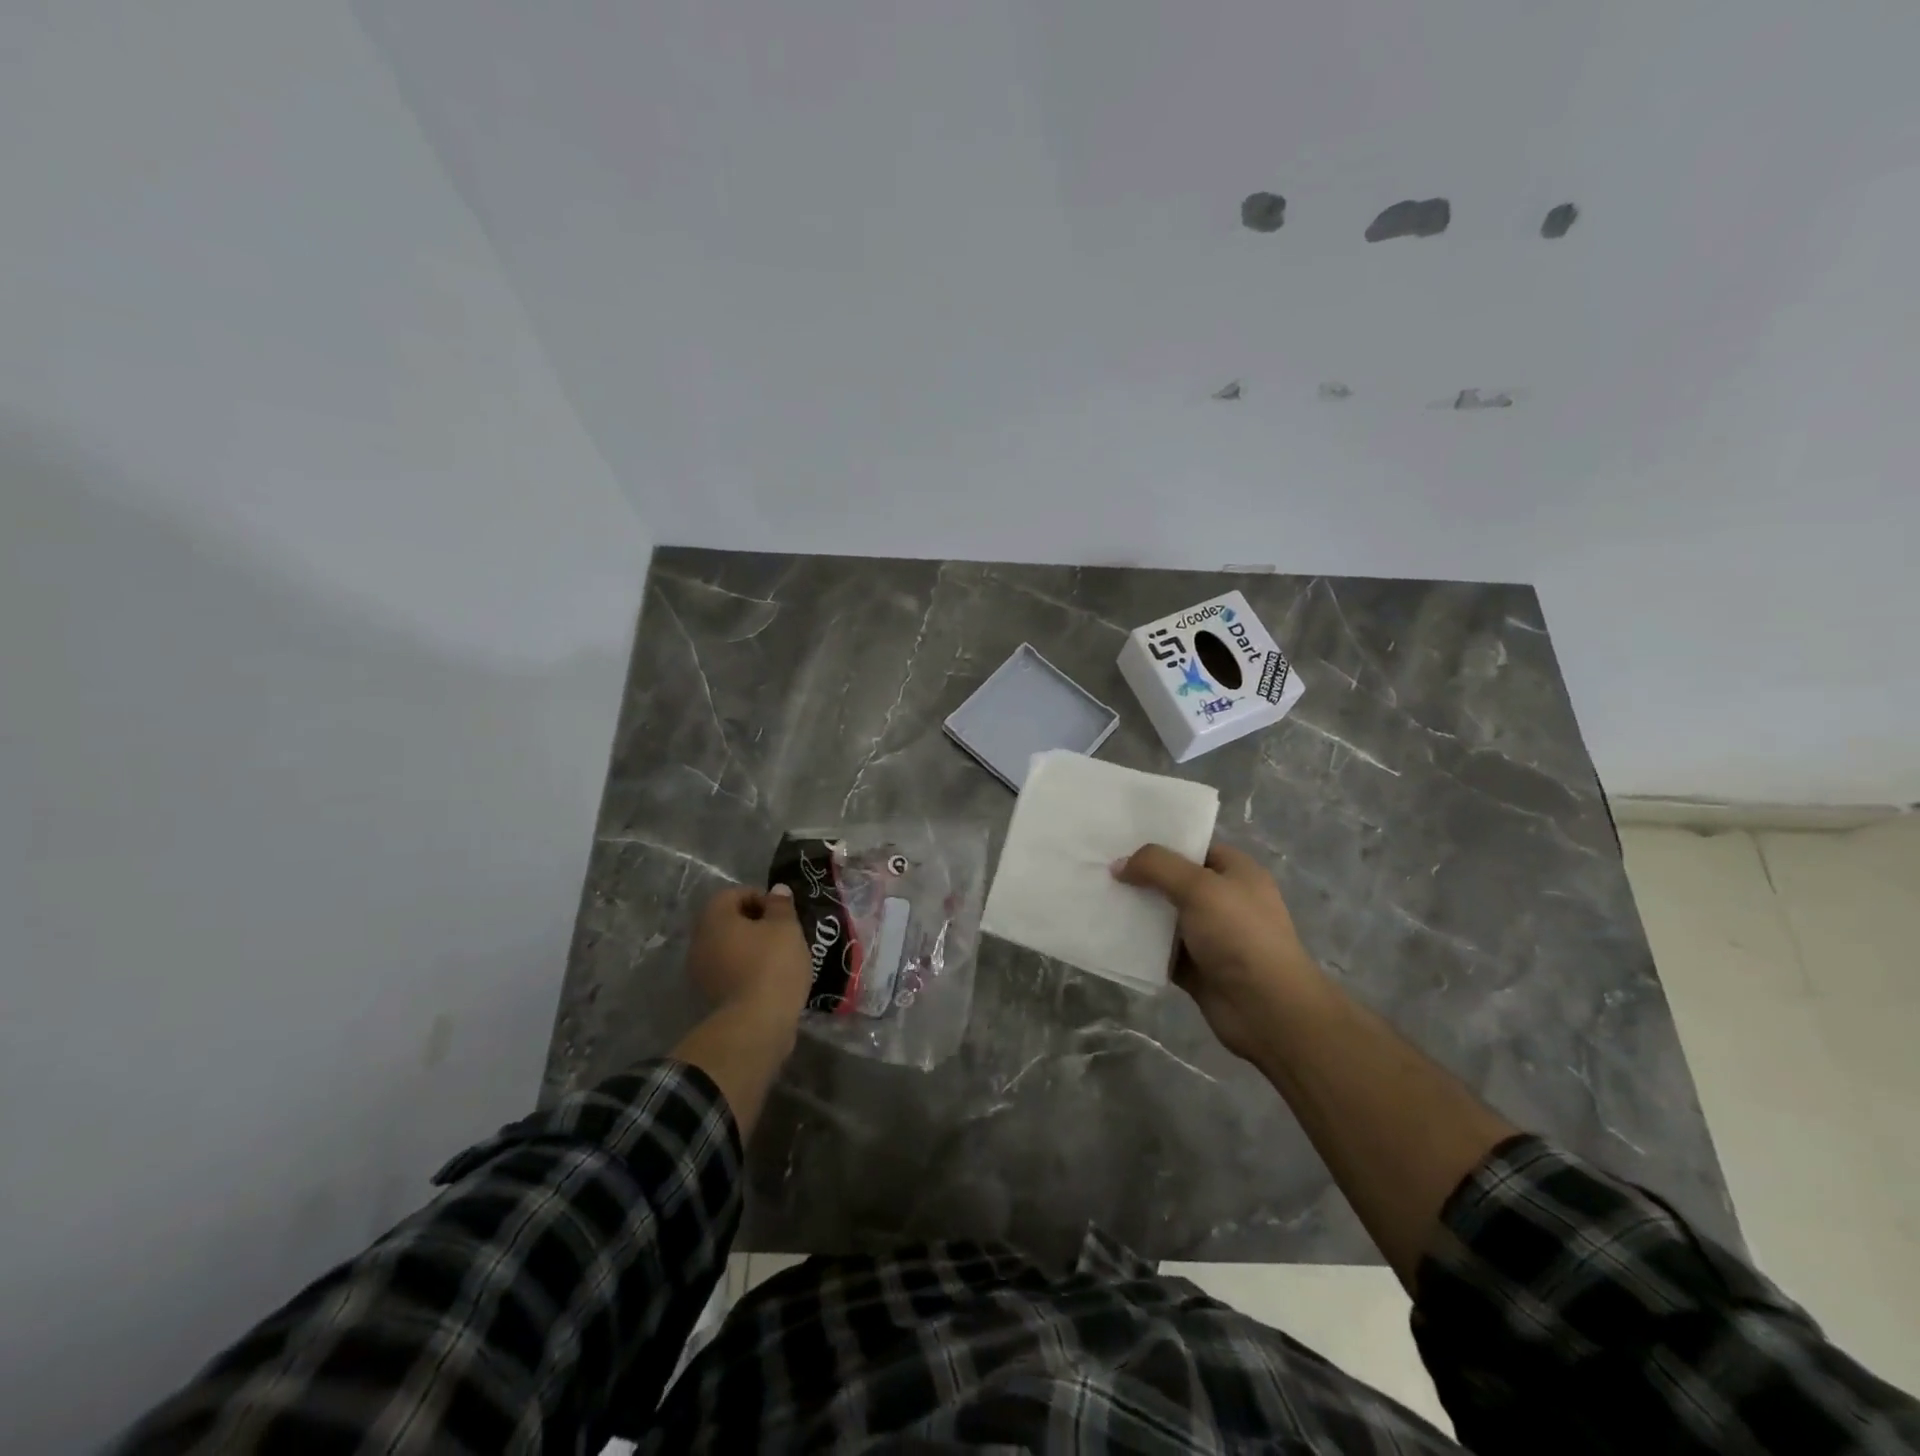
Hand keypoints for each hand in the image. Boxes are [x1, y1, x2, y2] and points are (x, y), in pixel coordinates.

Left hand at [685, 885, 812, 1020]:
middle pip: (727, 920)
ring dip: (750, 946)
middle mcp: (699, 940)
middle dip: (754, 922)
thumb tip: (776, 890)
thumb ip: (780, 905)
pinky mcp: (709, 995)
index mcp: (714, 918)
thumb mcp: (786, 927)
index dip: (760, 897)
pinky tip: (769, 976)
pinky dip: (746, 967)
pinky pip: (729, 969)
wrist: (757, 1023)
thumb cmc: (772, 964)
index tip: (782, 913)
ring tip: (778, 955)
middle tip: (782, 932)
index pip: (733, 894)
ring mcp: (700, 970)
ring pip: (728, 946)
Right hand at [1112, 842, 1321, 1061]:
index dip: (1160, 843)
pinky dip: (1140, 944)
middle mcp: (1224, 900)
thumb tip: (1119, 864)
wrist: (1267, 1009)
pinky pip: (1161, 949)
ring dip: (1137, 911)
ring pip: (1165, 916)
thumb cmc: (1239, 935)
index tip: (1120, 841)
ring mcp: (1210, 935)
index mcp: (1236, 872)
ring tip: (1097, 898)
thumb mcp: (1199, 887)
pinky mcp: (1196, 967)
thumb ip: (1157, 867)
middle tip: (1100, 868)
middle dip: (1141, 877)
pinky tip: (1109, 934)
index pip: (1193, 848)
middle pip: (1174, 881)